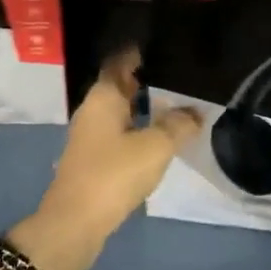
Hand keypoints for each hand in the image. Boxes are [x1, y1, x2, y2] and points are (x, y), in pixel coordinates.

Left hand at [8, 48, 202, 269]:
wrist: (75, 224)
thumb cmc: (114, 175)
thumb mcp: (155, 146)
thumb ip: (178, 124)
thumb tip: (195, 112)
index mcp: (103, 98)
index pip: (121, 62)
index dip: (141, 52)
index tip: (166, 45)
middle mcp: (93, 111)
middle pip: (122, 86)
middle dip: (149, 80)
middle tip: (182, 74)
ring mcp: (91, 137)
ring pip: (122, 112)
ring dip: (146, 107)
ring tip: (180, 103)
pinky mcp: (95, 160)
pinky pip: (122, 134)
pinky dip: (141, 129)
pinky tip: (162, 136)